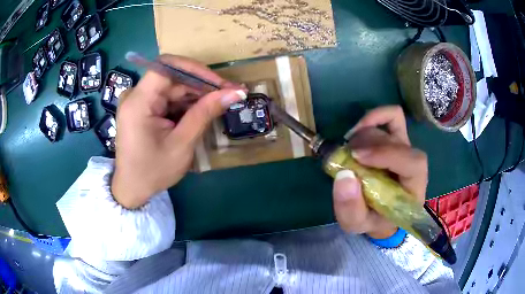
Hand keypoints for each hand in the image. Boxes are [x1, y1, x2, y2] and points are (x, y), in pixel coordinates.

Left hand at [111, 55, 245, 208]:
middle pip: (172, 77)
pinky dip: (185, 104)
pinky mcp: (142, 108)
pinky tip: (200, 112)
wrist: (132, 189)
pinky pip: (167, 98)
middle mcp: (135, 95)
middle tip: (228, 95)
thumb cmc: (153, 171)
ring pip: (172, 87)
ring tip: (218, 104)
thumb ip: (205, 113)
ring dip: (195, 95)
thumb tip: (235, 92)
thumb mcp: (182, 144)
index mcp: (138, 102)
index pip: (167, 67)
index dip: (196, 69)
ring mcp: (138, 101)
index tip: (220, 84)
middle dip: (201, 85)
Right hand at [332, 106, 427, 238]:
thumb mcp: (357, 224)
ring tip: (348, 151)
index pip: (413, 163)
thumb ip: (350, 208)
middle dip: (368, 145)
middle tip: (346, 156)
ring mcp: (406, 148)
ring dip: (364, 136)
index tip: (356, 157)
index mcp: (414, 188)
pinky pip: (393, 116)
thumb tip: (344, 175)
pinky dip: (376, 116)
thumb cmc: (373, 220)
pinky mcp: (397, 139)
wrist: (381, 213)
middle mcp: (414, 164)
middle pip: (398, 141)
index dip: (387, 154)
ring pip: (389, 129)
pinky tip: (359, 128)